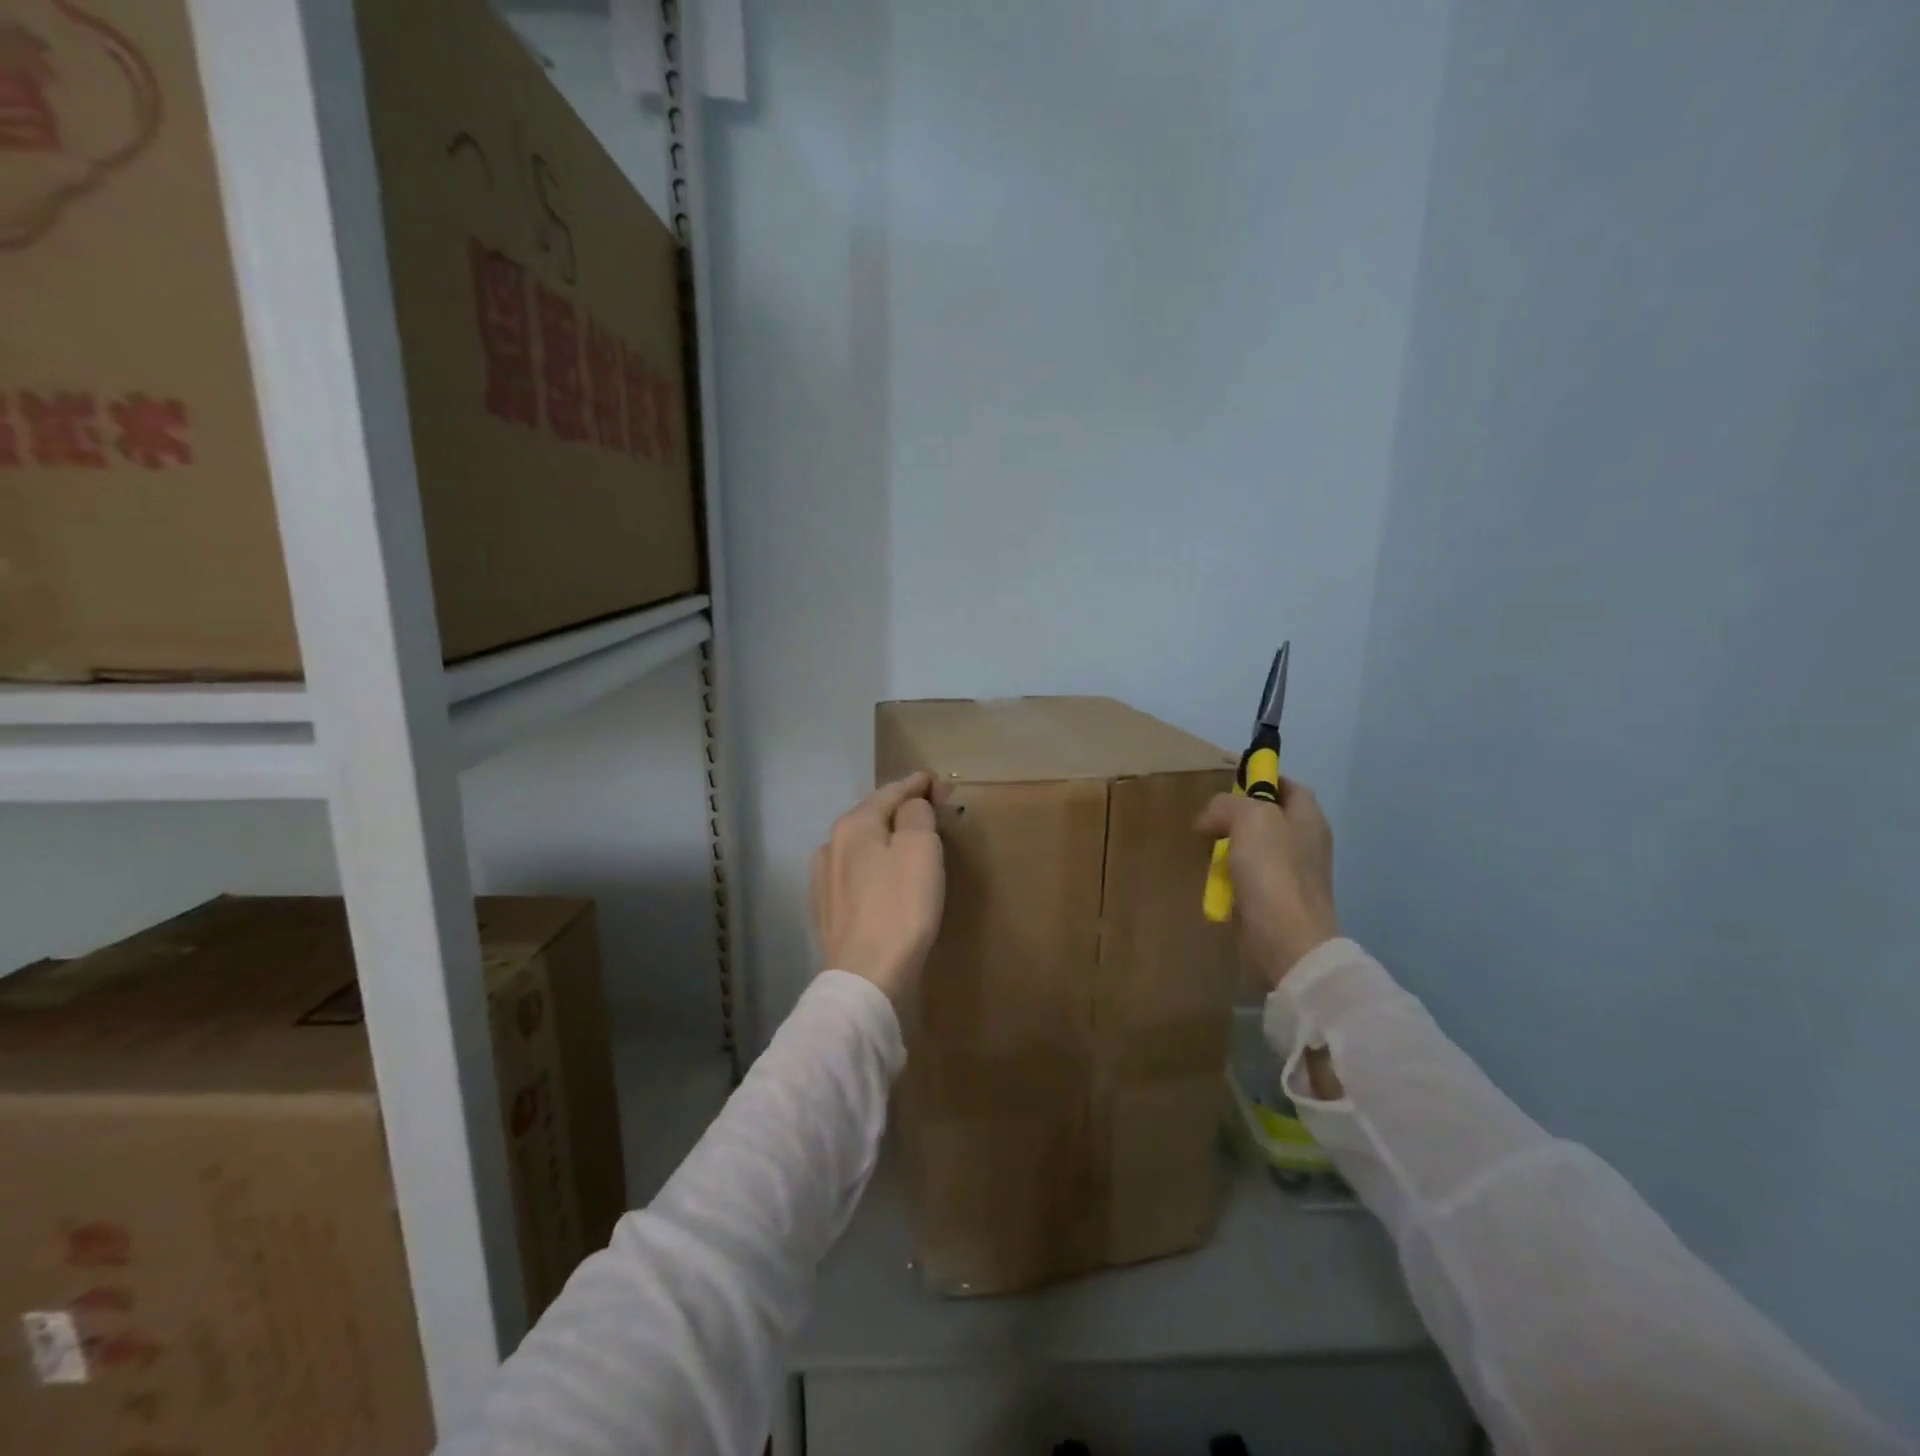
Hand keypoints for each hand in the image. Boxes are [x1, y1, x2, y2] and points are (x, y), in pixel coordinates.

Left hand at [811, 773, 946, 1003]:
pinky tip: (884, 876)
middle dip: (902, 809)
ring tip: (909, 841)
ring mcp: (824, 879)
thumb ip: (917, 814)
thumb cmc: (900, 908)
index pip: (890, 792)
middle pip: (873, 816)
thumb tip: (912, 805)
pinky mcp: (826, 909)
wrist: (866, 978)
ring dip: (886, 838)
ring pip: (862, 845)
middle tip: (931, 808)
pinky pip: (856, 874)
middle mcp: (831, 845)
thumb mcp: (920, 849)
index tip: (938, 782)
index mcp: (853, 825)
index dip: (917, 784)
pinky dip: (874, 866)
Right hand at [1196, 777, 1340, 989]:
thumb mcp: (1249, 818)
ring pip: (1255, 849)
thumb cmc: (1273, 870)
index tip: (1231, 784)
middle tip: (1210, 821)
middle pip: (1268, 818)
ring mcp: (1293, 875)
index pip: (1288, 786)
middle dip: (1237, 817)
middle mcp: (1306, 843)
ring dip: (1230, 849)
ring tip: (1207, 852)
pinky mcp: (1277, 901)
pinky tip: (1216, 882)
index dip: (1262, 779)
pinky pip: (1250, 879)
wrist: (1286, 938)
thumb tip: (1210, 819)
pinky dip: (1231, 878)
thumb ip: (1227, 805)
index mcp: (1308, 818)